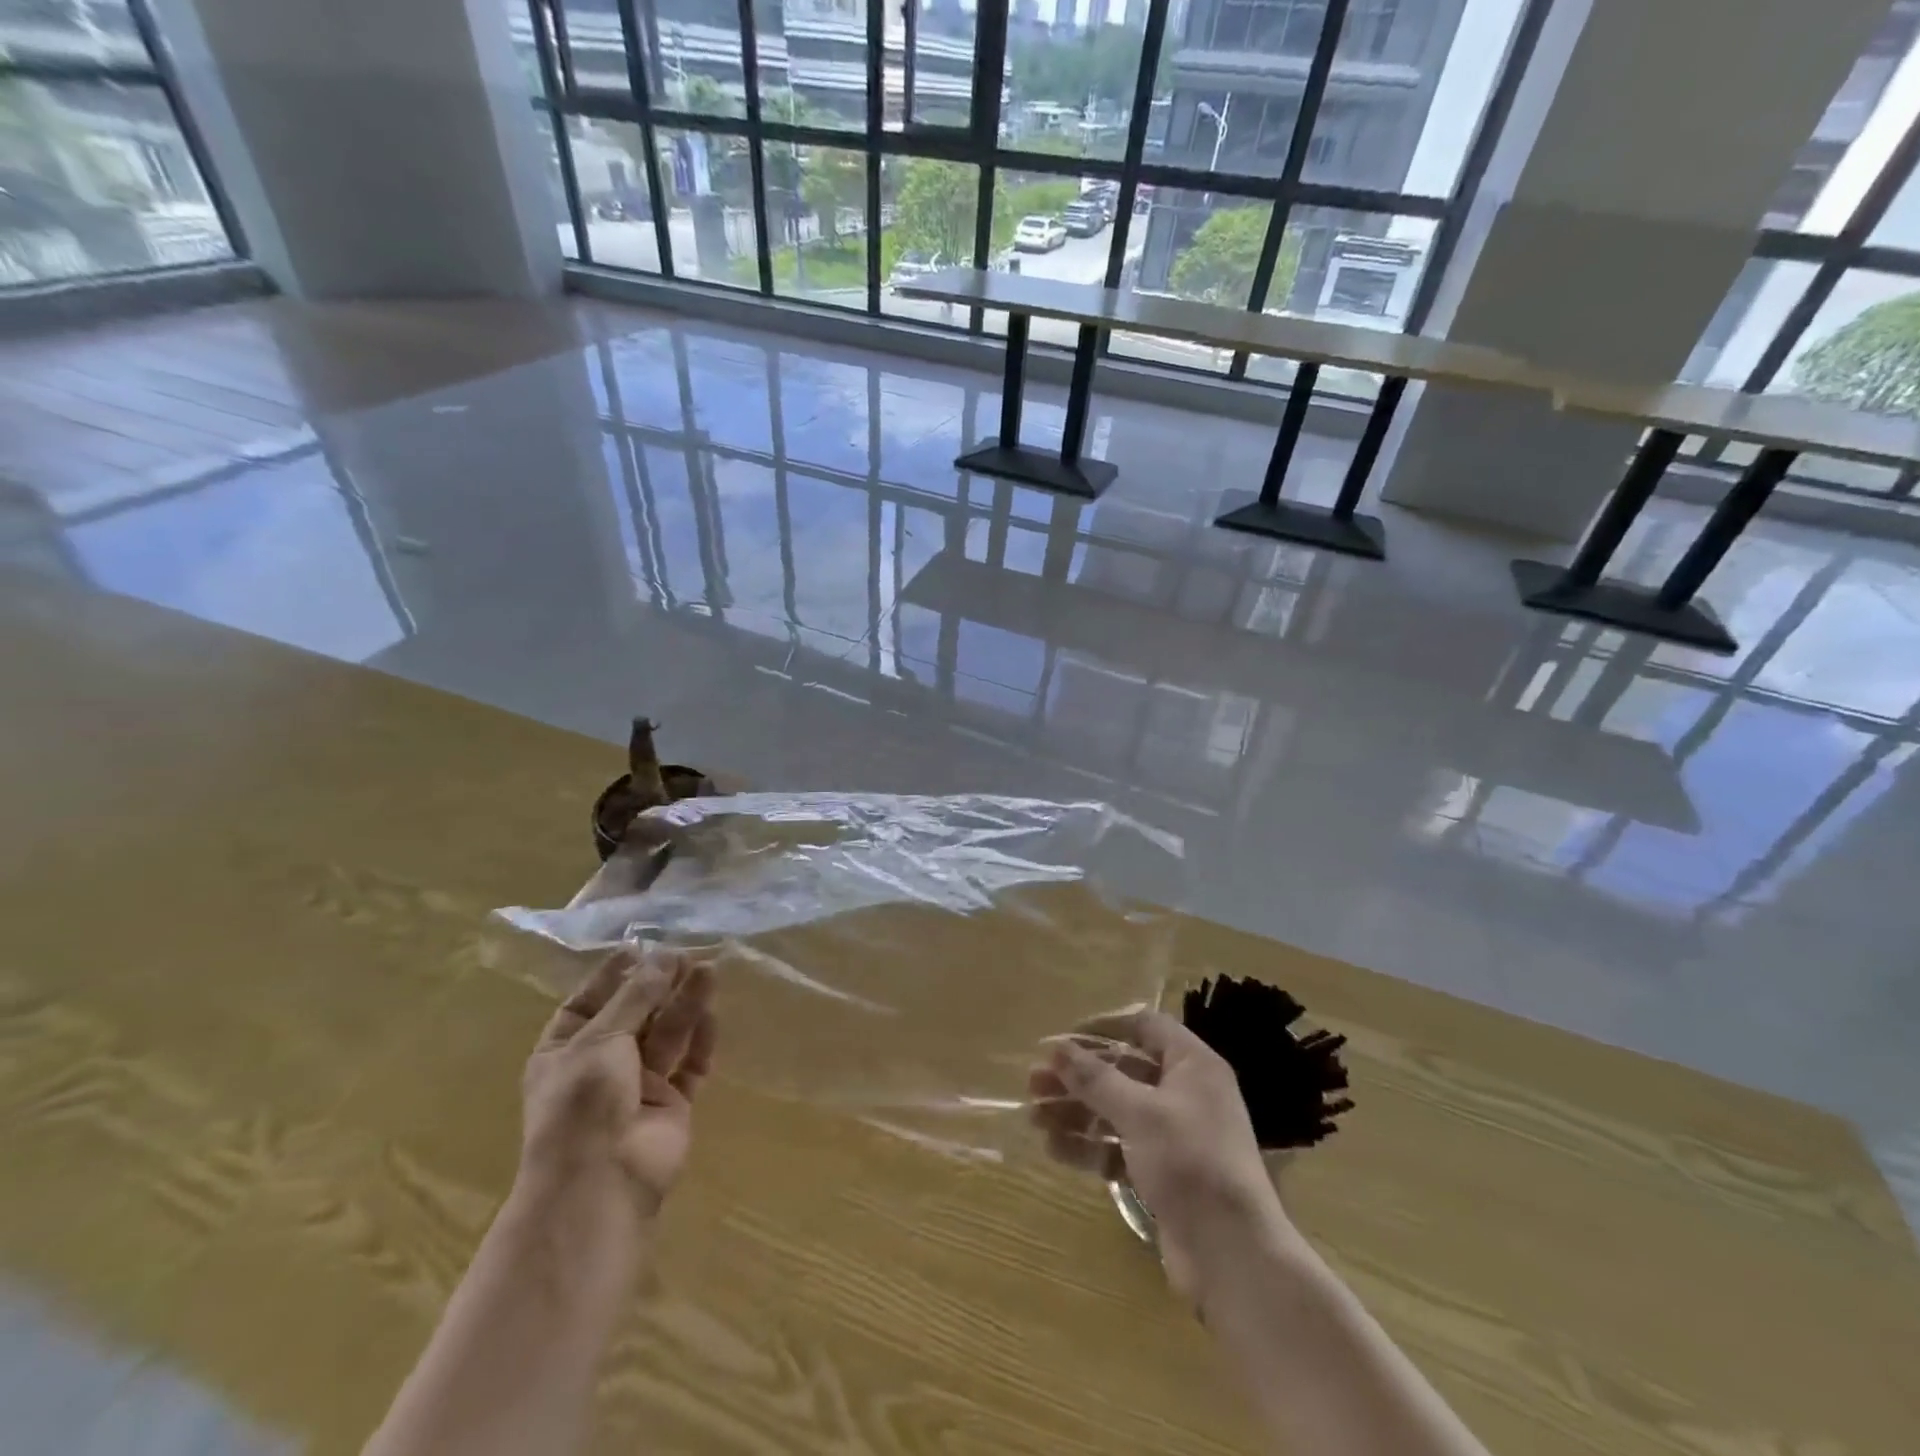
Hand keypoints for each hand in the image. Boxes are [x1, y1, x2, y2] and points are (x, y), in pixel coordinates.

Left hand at [522, 946, 716, 1216]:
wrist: (600, 1183)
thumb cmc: (582, 1103)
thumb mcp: (601, 1038)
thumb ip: (637, 995)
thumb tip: (665, 955)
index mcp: (565, 1050)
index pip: (589, 1002)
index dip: (614, 974)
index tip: (642, 945)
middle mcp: (601, 1065)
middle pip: (636, 1014)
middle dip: (659, 985)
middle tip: (686, 954)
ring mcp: (638, 1086)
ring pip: (667, 1034)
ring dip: (686, 1004)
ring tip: (709, 970)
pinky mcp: (672, 1103)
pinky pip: (689, 1064)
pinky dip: (701, 1041)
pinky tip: (712, 1014)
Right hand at [1029, 1009, 1283, 1301]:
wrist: (1234, 1257)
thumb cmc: (1191, 1163)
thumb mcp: (1140, 1113)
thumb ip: (1096, 1079)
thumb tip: (1056, 1048)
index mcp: (1192, 1065)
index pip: (1145, 1026)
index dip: (1104, 1027)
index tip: (1063, 1039)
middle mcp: (1185, 1094)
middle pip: (1124, 1070)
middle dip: (1078, 1076)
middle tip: (1034, 1082)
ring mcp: (1174, 1136)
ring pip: (1116, 1111)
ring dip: (1076, 1112)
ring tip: (1033, 1117)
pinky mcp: (1163, 1174)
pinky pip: (1119, 1148)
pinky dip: (1089, 1147)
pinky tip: (1054, 1149)